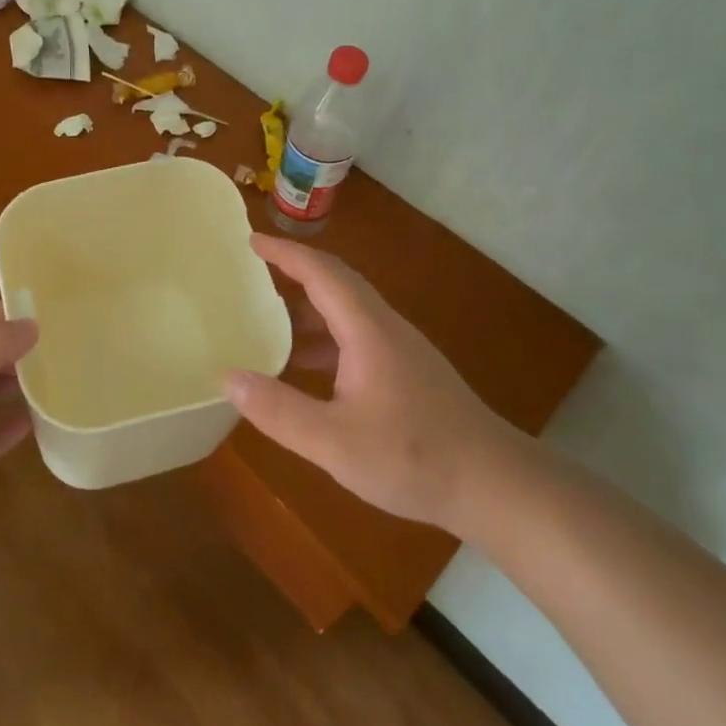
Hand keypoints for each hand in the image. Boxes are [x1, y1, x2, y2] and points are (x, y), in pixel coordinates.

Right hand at [225, 235, 538, 539]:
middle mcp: (384, 328)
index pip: (321, 272)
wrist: (496, 485)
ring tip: (268, 317)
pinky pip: (356, 335)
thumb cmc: (414, 457)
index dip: (284, 253)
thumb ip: (279, 410)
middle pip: (336, 282)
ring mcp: (400, 349)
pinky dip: (324, 336)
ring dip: (308, 305)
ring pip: (347, 310)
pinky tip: (306, 366)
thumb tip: (229, 377)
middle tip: (252, 272)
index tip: (250, 240)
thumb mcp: (334, 442)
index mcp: (367, 329)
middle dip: (293, 270)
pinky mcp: (408, 371)